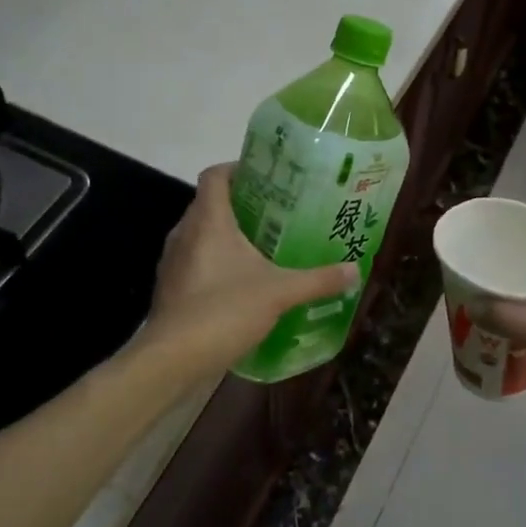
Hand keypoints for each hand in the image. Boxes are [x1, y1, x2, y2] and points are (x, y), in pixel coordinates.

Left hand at [145, 164, 358, 375]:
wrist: (173, 358)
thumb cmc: (224, 310)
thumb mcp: (280, 293)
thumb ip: (318, 280)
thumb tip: (354, 271)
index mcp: (208, 220)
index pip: (216, 175)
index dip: (238, 168)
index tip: (268, 176)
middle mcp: (185, 232)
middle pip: (211, 204)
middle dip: (243, 204)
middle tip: (278, 212)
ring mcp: (173, 261)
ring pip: (202, 234)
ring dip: (229, 235)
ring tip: (265, 245)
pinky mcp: (171, 287)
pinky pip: (196, 261)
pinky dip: (217, 262)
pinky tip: (243, 281)